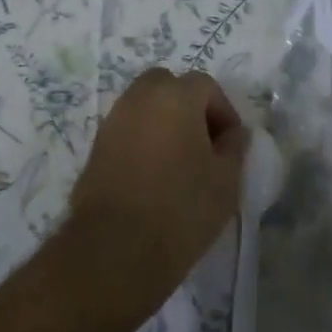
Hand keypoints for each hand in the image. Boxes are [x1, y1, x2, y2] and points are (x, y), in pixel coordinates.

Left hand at [69, 67, 248, 310]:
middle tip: (203, 143)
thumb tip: (234, 133)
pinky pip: (127, 129)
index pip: (205, 85)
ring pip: (144, 105)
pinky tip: (153, 175)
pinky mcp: (95, 146)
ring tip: (178, 161)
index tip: (231, 144)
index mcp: (175, 96)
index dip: (223, 111)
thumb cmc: (182, 207)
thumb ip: (235, 147)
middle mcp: (139, 97)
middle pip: (168, 85)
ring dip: (163, 121)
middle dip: (188, 106)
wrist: (117, 247)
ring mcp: (113, 120)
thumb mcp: (226, 180)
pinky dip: (142, 139)